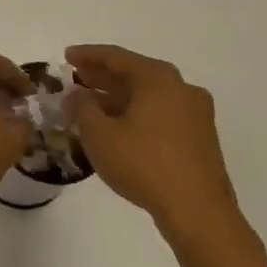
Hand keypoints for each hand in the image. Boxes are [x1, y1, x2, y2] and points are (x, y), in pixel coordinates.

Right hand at [64, 45, 246, 250]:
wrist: (198, 212)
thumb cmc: (144, 164)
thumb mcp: (99, 135)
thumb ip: (81, 108)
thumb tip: (76, 94)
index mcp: (157, 78)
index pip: (116, 57)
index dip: (87, 55)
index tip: (66, 56)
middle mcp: (180, 88)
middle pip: (134, 74)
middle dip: (103, 76)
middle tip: (76, 78)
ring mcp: (195, 113)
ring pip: (148, 95)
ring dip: (118, 97)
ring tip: (91, 105)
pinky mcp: (200, 138)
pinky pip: (161, 113)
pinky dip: (136, 113)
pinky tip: (117, 127)